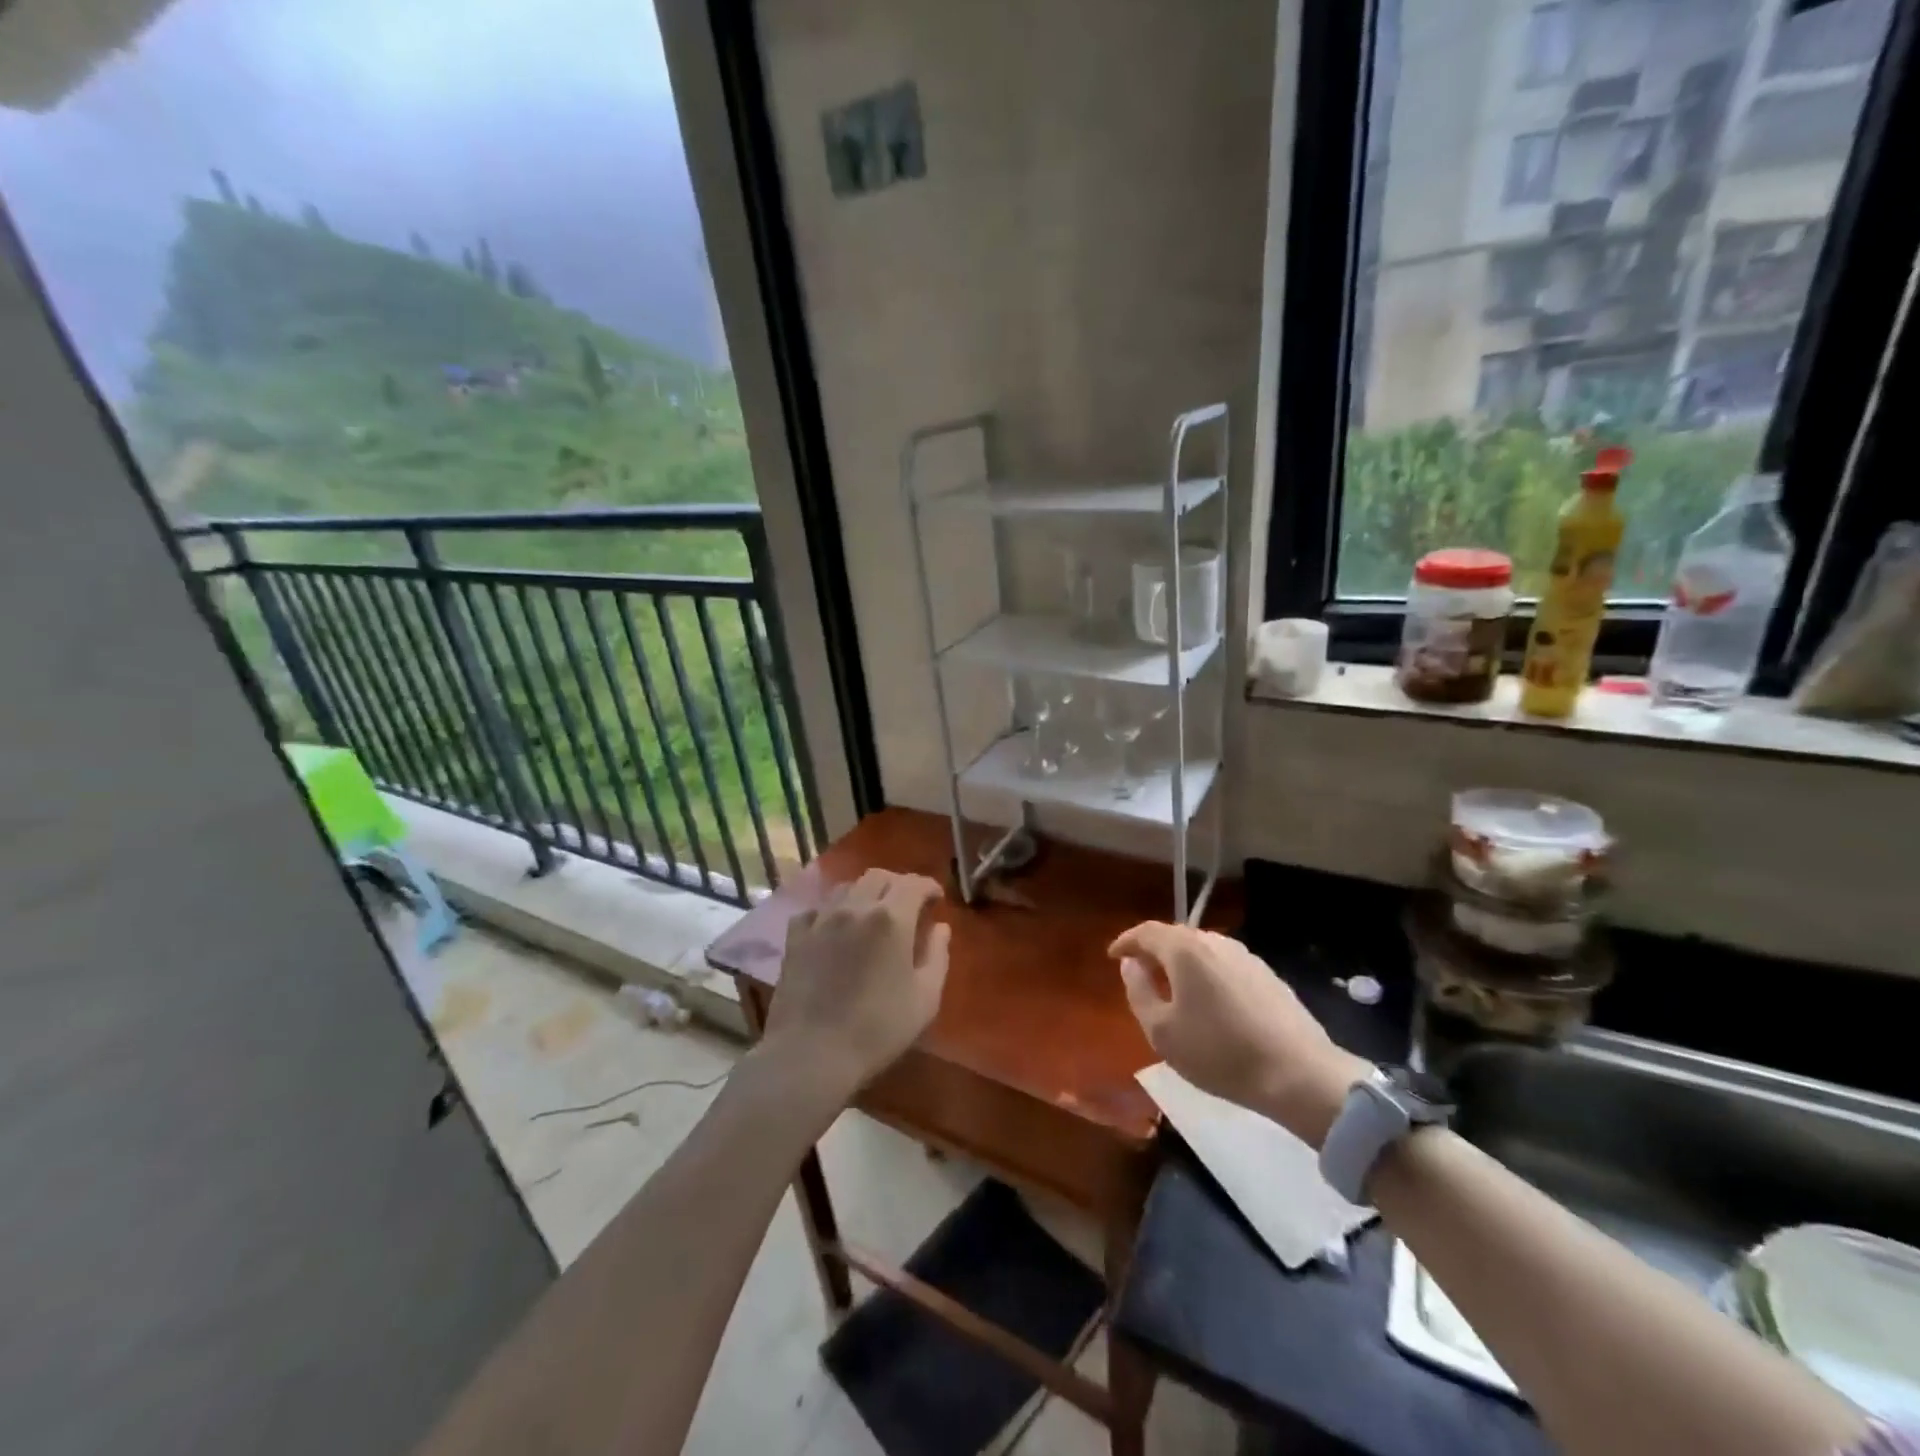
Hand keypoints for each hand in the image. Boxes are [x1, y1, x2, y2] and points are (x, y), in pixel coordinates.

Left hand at [762, 870, 951, 1098]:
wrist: (811, 1053)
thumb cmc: (877, 1029)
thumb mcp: (925, 999)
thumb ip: (937, 956)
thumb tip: (940, 928)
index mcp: (891, 918)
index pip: (913, 883)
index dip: (928, 886)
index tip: (936, 899)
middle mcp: (855, 907)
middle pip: (878, 876)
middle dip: (897, 884)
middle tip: (907, 905)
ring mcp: (821, 920)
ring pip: (846, 887)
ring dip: (864, 893)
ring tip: (872, 915)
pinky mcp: (795, 938)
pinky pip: (815, 910)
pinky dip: (830, 912)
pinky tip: (833, 929)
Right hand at [1111, 922, 1368, 1147]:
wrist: (1298, 1074)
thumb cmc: (1219, 1052)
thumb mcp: (1162, 1031)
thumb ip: (1138, 992)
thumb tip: (1131, 965)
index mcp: (1185, 950)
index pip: (1146, 932)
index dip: (1126, 941)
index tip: (1113, 956)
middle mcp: (1215, 942)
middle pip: (1176, 937)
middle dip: (1154, 952)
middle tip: (1141, 974)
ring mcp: (1246, 957)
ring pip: (1202, 950)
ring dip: (1182, 963)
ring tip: (1173, 989)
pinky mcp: (1268, 975)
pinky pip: (1224, 965)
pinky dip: (1207, 974)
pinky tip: (1210, 1002)